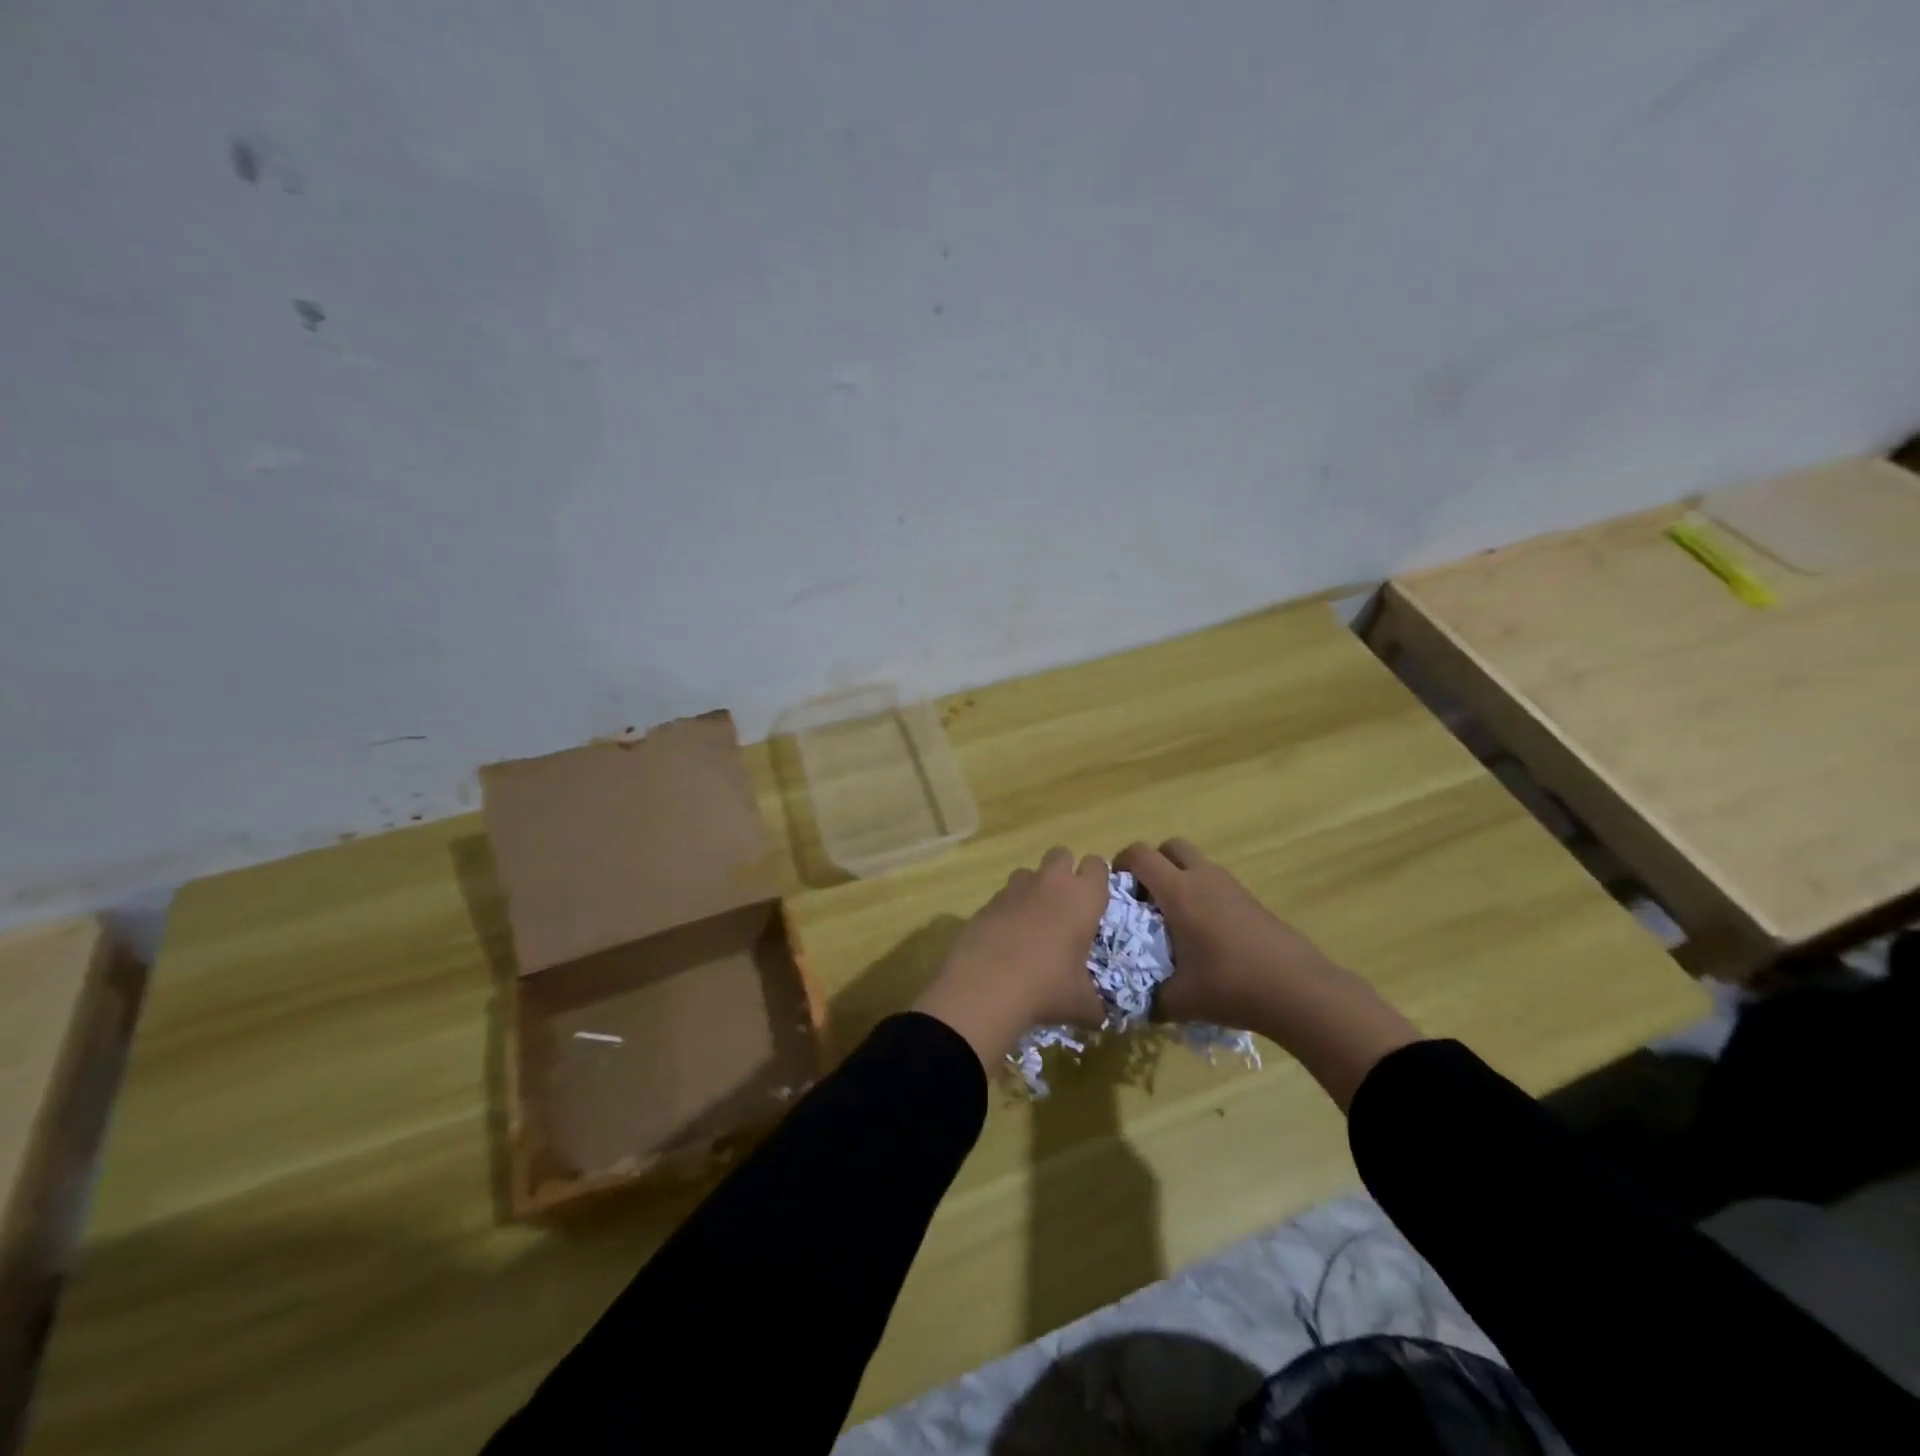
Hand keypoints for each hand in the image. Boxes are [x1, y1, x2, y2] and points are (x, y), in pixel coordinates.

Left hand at [914, 848, 1110, 1068]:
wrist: (987, 986)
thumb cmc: (1047, 988)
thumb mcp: (1081, 1004)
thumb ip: (1095, 1005)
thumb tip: (1100, 1017)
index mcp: (1083, 898)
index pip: (1097, 865)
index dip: (1097, 879)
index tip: (1095, 901)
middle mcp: (1050, 883)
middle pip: (1061, 854)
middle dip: (1064, 872)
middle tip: (1065, 905)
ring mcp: (1015, 889)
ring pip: (1028, 871)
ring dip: (1033, 888)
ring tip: (1033, 922)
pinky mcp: (986, 902)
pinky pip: (1003, 896)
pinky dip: (1007, 910)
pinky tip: (1005, 939)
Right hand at [1117, 838, 1335, 1032]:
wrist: (1298, 990)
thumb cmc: (1230, 986)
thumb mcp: (1178, 1001)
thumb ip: (1149, 999)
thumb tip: (1132, 1004)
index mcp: (1179, 892)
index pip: (1140, 854)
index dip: (1121, 864)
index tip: (1116, 891)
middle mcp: (1202, 878)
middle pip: (1170, 846)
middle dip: (1152, 864)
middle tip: (1145, 898)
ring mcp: (1230, 886)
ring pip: (1195, 862)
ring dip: (1178, 878)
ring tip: (1173, 919)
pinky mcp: (1250, 899)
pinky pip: (1215, 882)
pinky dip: (1201, 894)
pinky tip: (1204, 933)